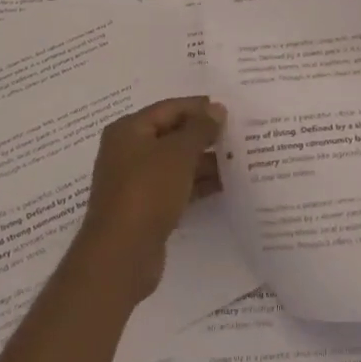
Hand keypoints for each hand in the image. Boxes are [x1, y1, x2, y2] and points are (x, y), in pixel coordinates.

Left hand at [73, 96, 225, 302]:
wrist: (122, 254)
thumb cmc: (147, 191)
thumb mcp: (178, 153)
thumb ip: (200, 128)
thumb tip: (216, 109)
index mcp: (128, 130)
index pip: (169, 108)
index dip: (199, 107)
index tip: (230, 111)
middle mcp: (128, 151)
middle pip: (171, 135)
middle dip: (203, 135)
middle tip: (238, 135)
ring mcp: (135, 182)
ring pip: (175, 163)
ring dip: (203, 161)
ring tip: (238, 160)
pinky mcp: (145, 208)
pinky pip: (175, 187)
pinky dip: (196, 184)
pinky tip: (224, 185)